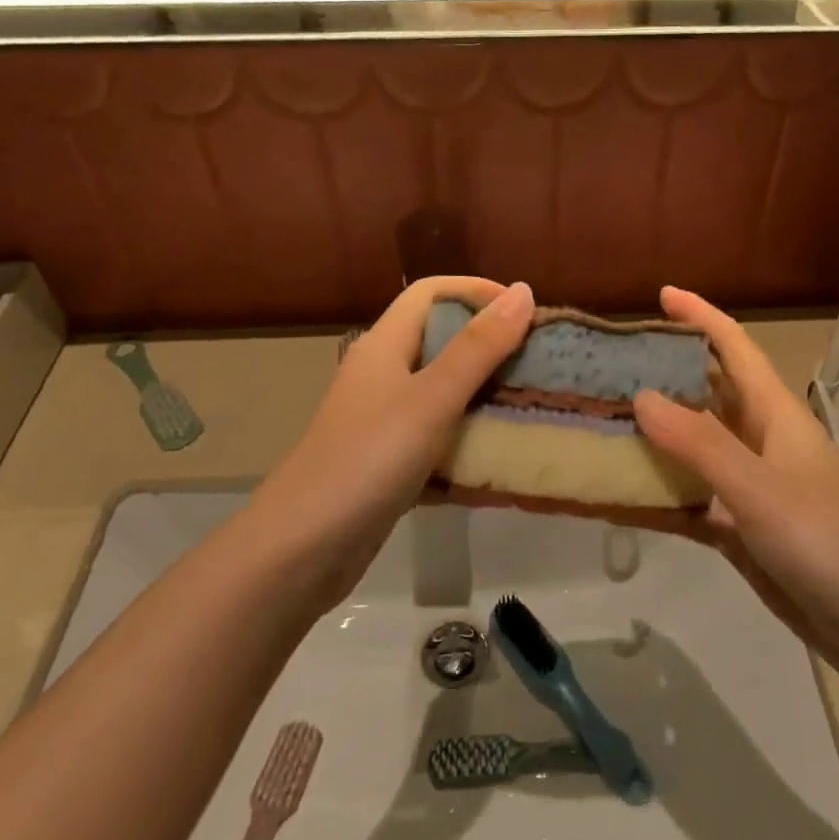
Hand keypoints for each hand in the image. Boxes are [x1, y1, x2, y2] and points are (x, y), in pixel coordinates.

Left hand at [251, 277, 534, 608]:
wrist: (300, 550)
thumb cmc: (368, 460)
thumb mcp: (432, 398)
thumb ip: (479, 347)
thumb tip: (522, 290)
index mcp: (384, 345)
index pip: (430, 292)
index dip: (477, 290)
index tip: (525, 312)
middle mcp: (382, 374)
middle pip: (439, 339)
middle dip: (489, 343)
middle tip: (538, 361)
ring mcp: (383, 420)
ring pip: (441, 390)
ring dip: (483, 392)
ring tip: (530, 403)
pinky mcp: (388, 461)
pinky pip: (437, 435)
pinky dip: (467, 437)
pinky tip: (499, 455)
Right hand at [634, 287, 838, 687]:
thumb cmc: (831, 542)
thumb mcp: (762, 489)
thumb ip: (701, 444)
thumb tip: (642, 396)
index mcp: (774, 415)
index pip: (733, 348)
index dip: (700, 316)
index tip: (660, 295)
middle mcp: (758, 442)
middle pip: (704, 394)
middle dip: (661, 376)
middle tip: (604, 367)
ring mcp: (748, 489)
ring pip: (690, 450)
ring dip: (650, 438)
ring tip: (595, 424)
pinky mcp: (739, 531)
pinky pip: (687, 502)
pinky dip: (655, 498)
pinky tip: (613, 497)